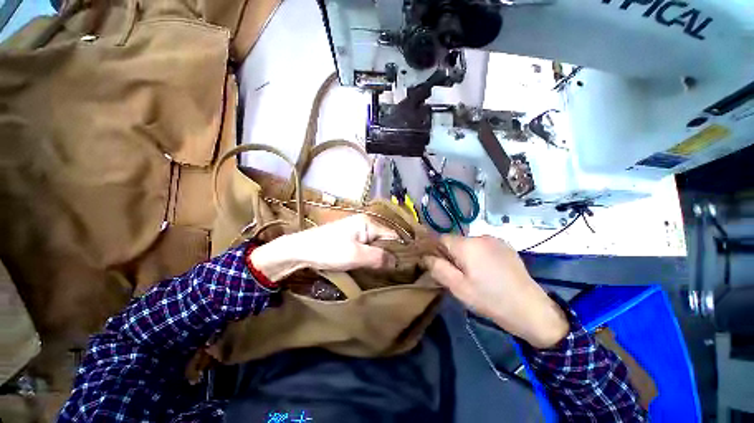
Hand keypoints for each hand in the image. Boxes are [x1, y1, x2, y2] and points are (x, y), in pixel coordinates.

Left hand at [250, 215, 397, 281]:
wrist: (300, 250)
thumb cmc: (329, 250)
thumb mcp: (356, 255)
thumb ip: (378, 257)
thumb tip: (397, 262)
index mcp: (368, 223)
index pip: (393, 236)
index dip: (400, 251)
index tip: (407, 267)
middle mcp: (365, 224)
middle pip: (385, 239)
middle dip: (390, 255)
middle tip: (396, 272)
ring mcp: (356, 230)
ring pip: (375, 244)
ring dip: (380, 257)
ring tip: (386, 272)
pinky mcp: (350, 238)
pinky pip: (366, 247)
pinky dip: (371, 256)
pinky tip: (372, 266)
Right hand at [423, 236, 568, 348]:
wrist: (532, 310)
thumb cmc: (490, 300)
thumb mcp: (458, 288)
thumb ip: (438, 268)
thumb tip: (425, 256)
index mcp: (467, 245)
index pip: (441, 239)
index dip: (437, 251)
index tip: (439, 266)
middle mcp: (481, 236)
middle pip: (456, 241)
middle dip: (452, 255)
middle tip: (458, 276)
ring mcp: (496, 240)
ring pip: (470, 244)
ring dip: (466, 256)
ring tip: (475, 276)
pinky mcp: (506, 247)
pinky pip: (484, 247)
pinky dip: (479, 255)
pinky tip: (489, 272)